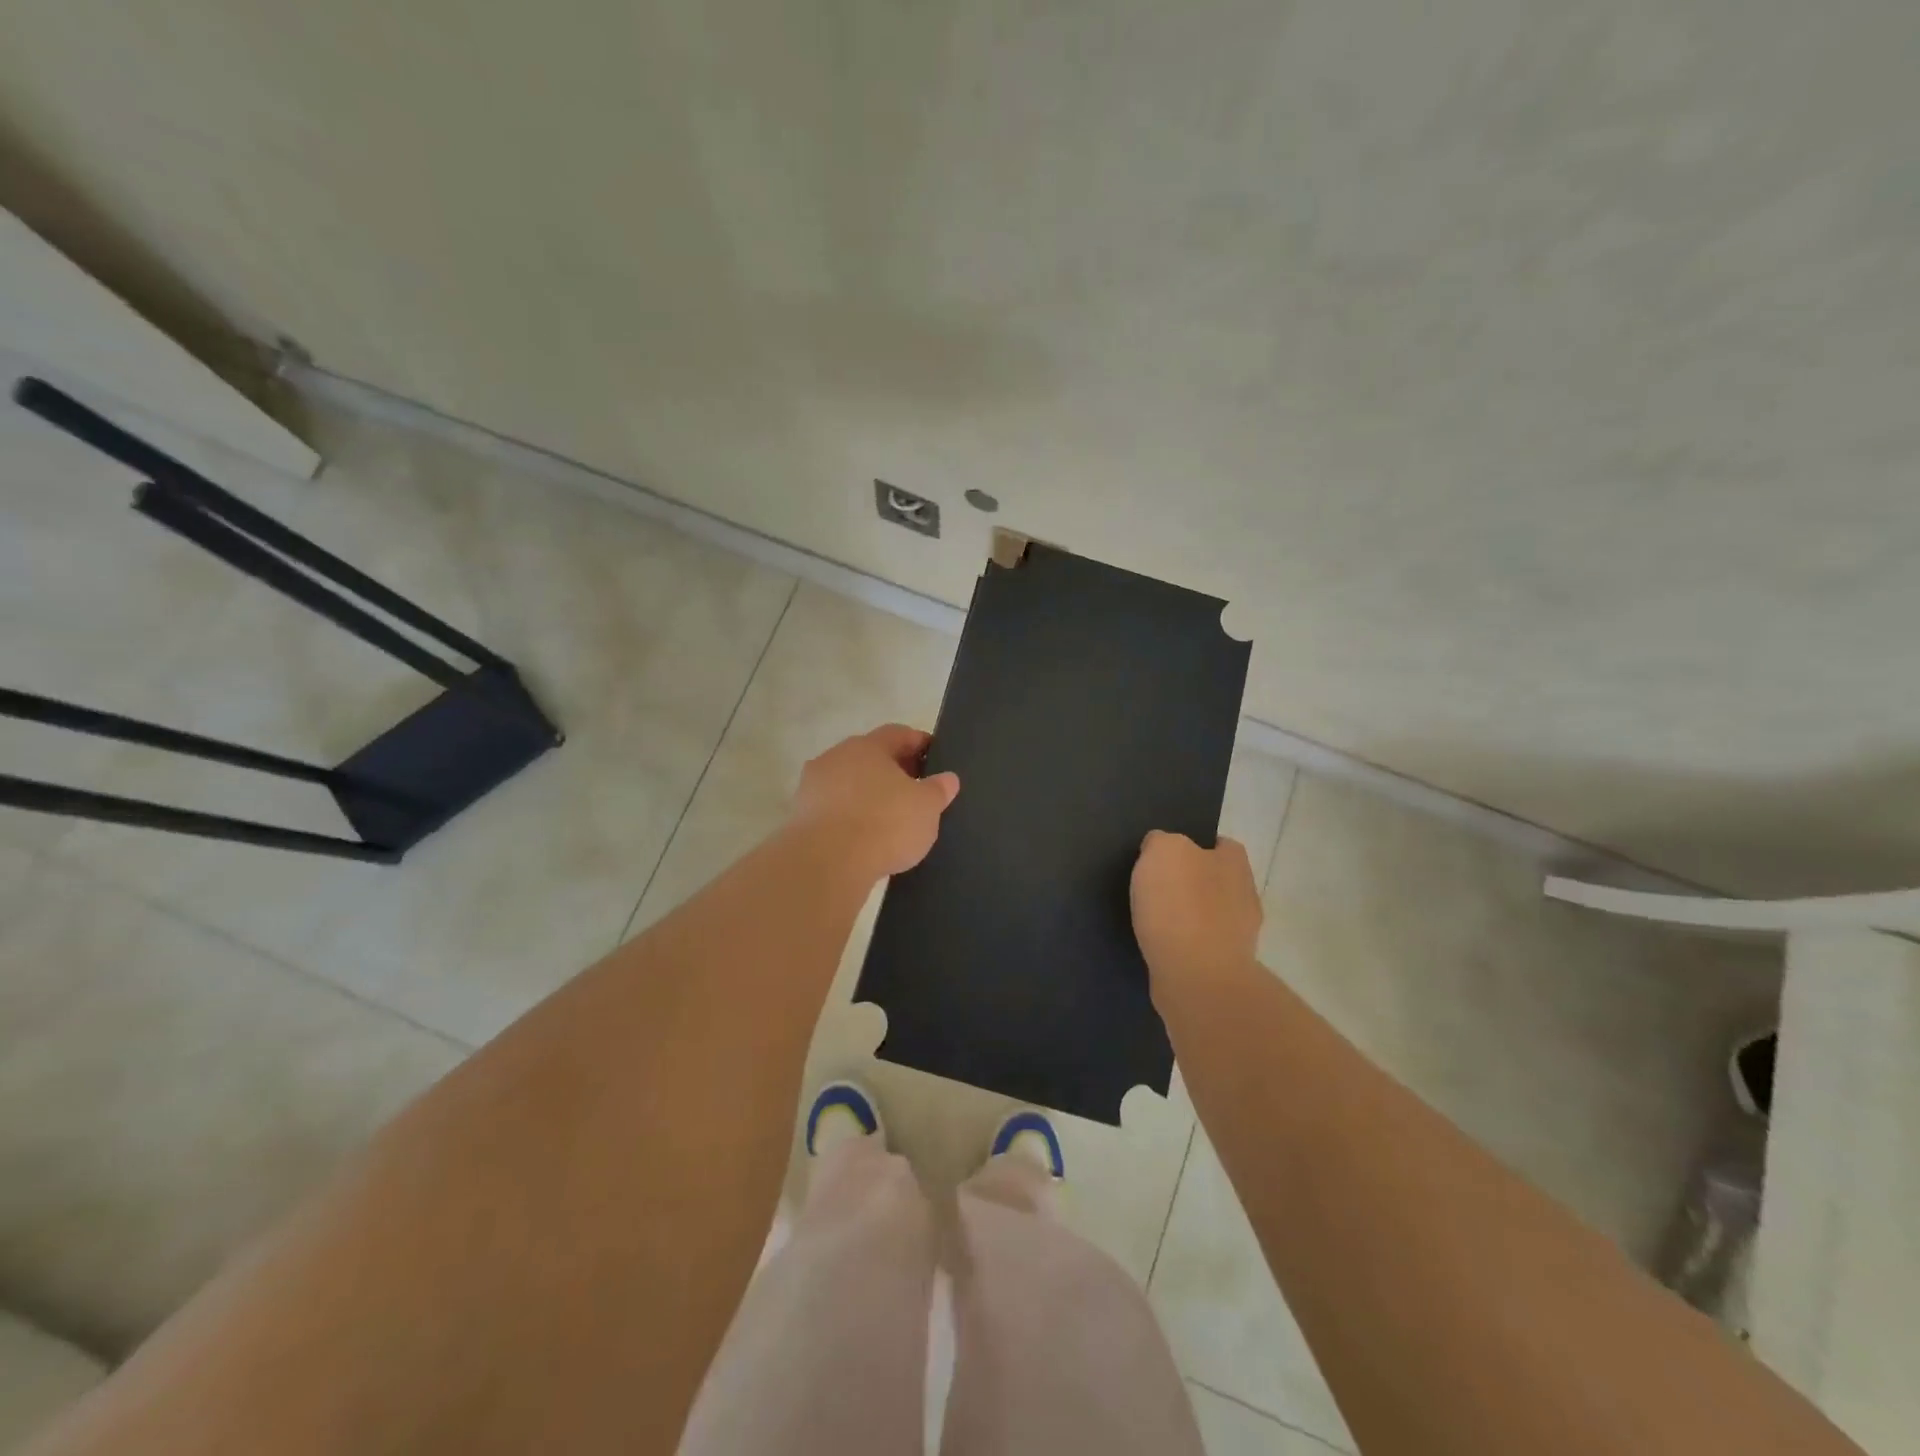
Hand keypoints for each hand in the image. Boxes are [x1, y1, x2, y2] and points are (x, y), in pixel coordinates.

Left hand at [790, 724, 960, 880]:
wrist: (826, 862)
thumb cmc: (884, 823)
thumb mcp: (926, 807)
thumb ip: (938, 789)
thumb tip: (948, 778)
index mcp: (868, 746)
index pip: (898, 733)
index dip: (919, 743)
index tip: (935, 758)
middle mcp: (836, 757)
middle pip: (870, 757)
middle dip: (892, 770)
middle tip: (914, 790)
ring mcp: (812, 786)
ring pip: (848, 783)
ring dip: (867, 794)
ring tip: (888, 818)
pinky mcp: (799, 816)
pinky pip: (833, 809)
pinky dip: (849, 817)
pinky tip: (863, 837)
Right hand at [1130, 831, 1263, 993]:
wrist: (1196, 978)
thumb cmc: (1180, 905)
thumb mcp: (1163, 851)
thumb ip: (1162, 841)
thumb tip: (1161, 847)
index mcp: (1235, 862)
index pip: (1220, 844)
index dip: (1193, 846)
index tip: (1165, 856)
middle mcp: (1245, 894)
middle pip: (1215, 879)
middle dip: (1189, 882)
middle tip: (1154, 887)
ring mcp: (1239, 935)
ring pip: (1208, 915)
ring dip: (1185, 916)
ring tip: (1151, 920)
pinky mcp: (1224, 967)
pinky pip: (1199, 946)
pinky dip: (1181, 945)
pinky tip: (1159, 946)